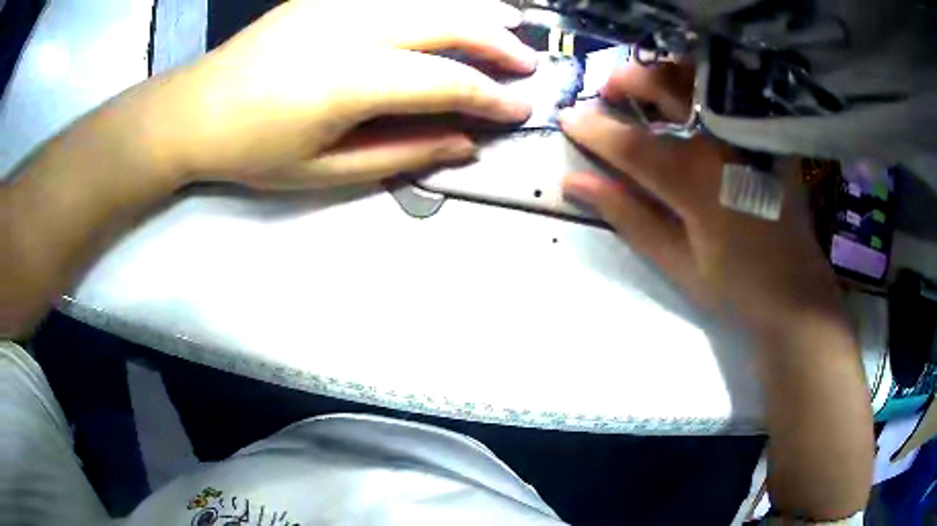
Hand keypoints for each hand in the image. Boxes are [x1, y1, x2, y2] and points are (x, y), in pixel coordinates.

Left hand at [149, 0, 535, 188]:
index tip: (522, 110)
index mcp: (351, 80)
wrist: (195, 109)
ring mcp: (339, 4)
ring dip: (477, 12)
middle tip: (528, 64)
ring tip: (510, 25)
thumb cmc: (253, 150)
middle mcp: (353, 28)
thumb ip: (400, 153)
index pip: (447, 81)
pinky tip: (450, 11)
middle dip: (499, 43)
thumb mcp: (324, 171)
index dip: (492, 97)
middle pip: (450, 23)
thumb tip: (463, 143)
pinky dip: (436, 1)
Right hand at [559, 62, 841, 328]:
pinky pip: (726, 93)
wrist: (795, 290)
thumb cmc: (736, 286)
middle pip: (665, 87)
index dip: (591, 127)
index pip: (629, 143)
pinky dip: (698, 86)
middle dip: (626, 79)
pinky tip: (688, 99)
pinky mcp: (765, 135)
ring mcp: (747, 134)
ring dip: (662, 74)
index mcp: (695, 182)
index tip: (565, 117)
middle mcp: (721, 144)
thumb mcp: (677, 262)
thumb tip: (575, 182)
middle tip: (607, 91)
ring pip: (698, 79)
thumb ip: (628, 216)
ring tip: (646, 88)